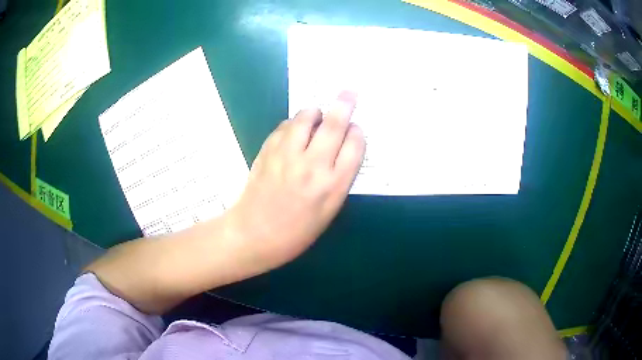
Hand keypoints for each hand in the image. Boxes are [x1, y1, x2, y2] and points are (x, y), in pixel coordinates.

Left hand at [227, 92, 364, 271]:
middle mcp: (313, 166)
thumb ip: (339, 179)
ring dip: (315, 112)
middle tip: (348, 93)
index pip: (355, 146)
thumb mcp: (328, 212)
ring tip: (316, 114)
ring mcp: (288, 156)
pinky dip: (293, 124)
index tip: (355, 128)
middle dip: (344, 104)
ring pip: (306, 118)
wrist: (255, 234)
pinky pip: (284, 127)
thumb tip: (342, 148)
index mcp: (333, 186)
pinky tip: (294, 131)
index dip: (357, 133)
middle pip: (334, 125)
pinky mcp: (268, 151)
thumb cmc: (297, 231)